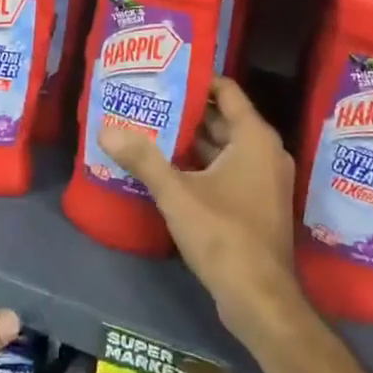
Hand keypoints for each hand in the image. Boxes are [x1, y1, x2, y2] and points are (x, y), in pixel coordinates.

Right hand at [98, 78, 303, 345]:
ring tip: (150, 128)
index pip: (227, 91)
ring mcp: (264, 180)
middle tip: (148, 100)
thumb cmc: (224, 235)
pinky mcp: (257, 204)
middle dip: (188, 110)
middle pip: (224, 118)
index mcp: (255, 138)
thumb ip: (143, 159)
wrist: (261, 300)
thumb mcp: (177, 194)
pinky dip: (202, 164)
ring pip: (224, 147)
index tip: (164, 73)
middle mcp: (266, 152)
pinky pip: (228, 169)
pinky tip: (168, 167)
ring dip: (192, 139)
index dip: (197, 79)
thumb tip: (106, 130)